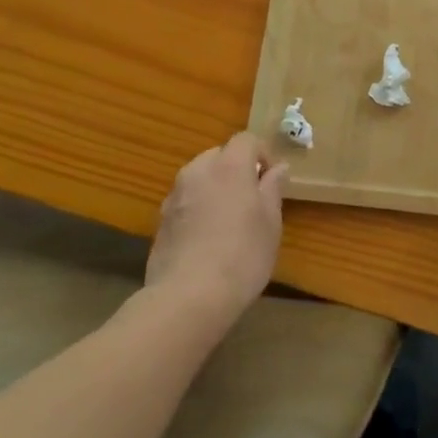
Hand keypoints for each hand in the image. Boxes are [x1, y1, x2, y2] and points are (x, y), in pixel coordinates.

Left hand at [145, 133, 285, 323]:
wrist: (188, 298)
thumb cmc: (242, 255)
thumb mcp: (271, 222)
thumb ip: (273, 188)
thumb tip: (278, 168)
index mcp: (229, 166)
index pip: (246, 140)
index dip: (262, 154)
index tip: (272, 180)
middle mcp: (198, 172)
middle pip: (219, 156)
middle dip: (236, 169)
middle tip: (251, 200)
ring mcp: (174, 197)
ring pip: (199, 179)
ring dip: (214, 189)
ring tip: (228, 221)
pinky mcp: (160, 222)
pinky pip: (185, 203)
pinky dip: (197, 210)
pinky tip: (206, 240)